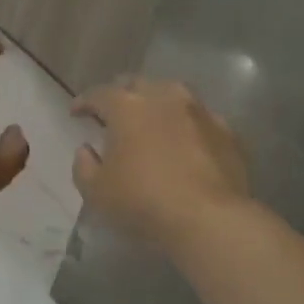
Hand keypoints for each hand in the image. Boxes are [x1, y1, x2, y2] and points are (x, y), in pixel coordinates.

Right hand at [72, 79, 250, 249]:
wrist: (210, 219)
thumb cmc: (143, 201)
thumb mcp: (97, 192)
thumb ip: (84, 166)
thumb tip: (87, 150)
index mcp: (127, 107)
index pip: (98, 94)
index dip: (84, 102)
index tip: (77, 113)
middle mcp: (164, 97)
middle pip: (138, 85)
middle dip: (123, 95)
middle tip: (114, 113)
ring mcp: (200, 112)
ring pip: (173, 96)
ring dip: (158, 104)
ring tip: (152, 122)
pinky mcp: (227, 132)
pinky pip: (200, 120)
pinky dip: (187, 126)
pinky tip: (185, 142)